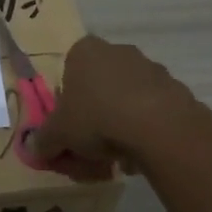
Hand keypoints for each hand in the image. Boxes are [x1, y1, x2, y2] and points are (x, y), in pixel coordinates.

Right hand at [31, 36, 208, 176]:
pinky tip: (140, 155)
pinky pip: (151, 112)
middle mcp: (118, 51)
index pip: (68, 74)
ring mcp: (150, 68)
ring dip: (119, 127)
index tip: (69, 130)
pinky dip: (144, 131)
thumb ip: (43, 141)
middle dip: (93, 120)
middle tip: (90, 152)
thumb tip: (35, 149)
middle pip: (98, 89)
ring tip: (117, 160)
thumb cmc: (96, 118)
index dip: (66, 105)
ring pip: (125, 101)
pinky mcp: (176, 89)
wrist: (158, 126)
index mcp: (85, 51)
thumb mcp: (57, 134)